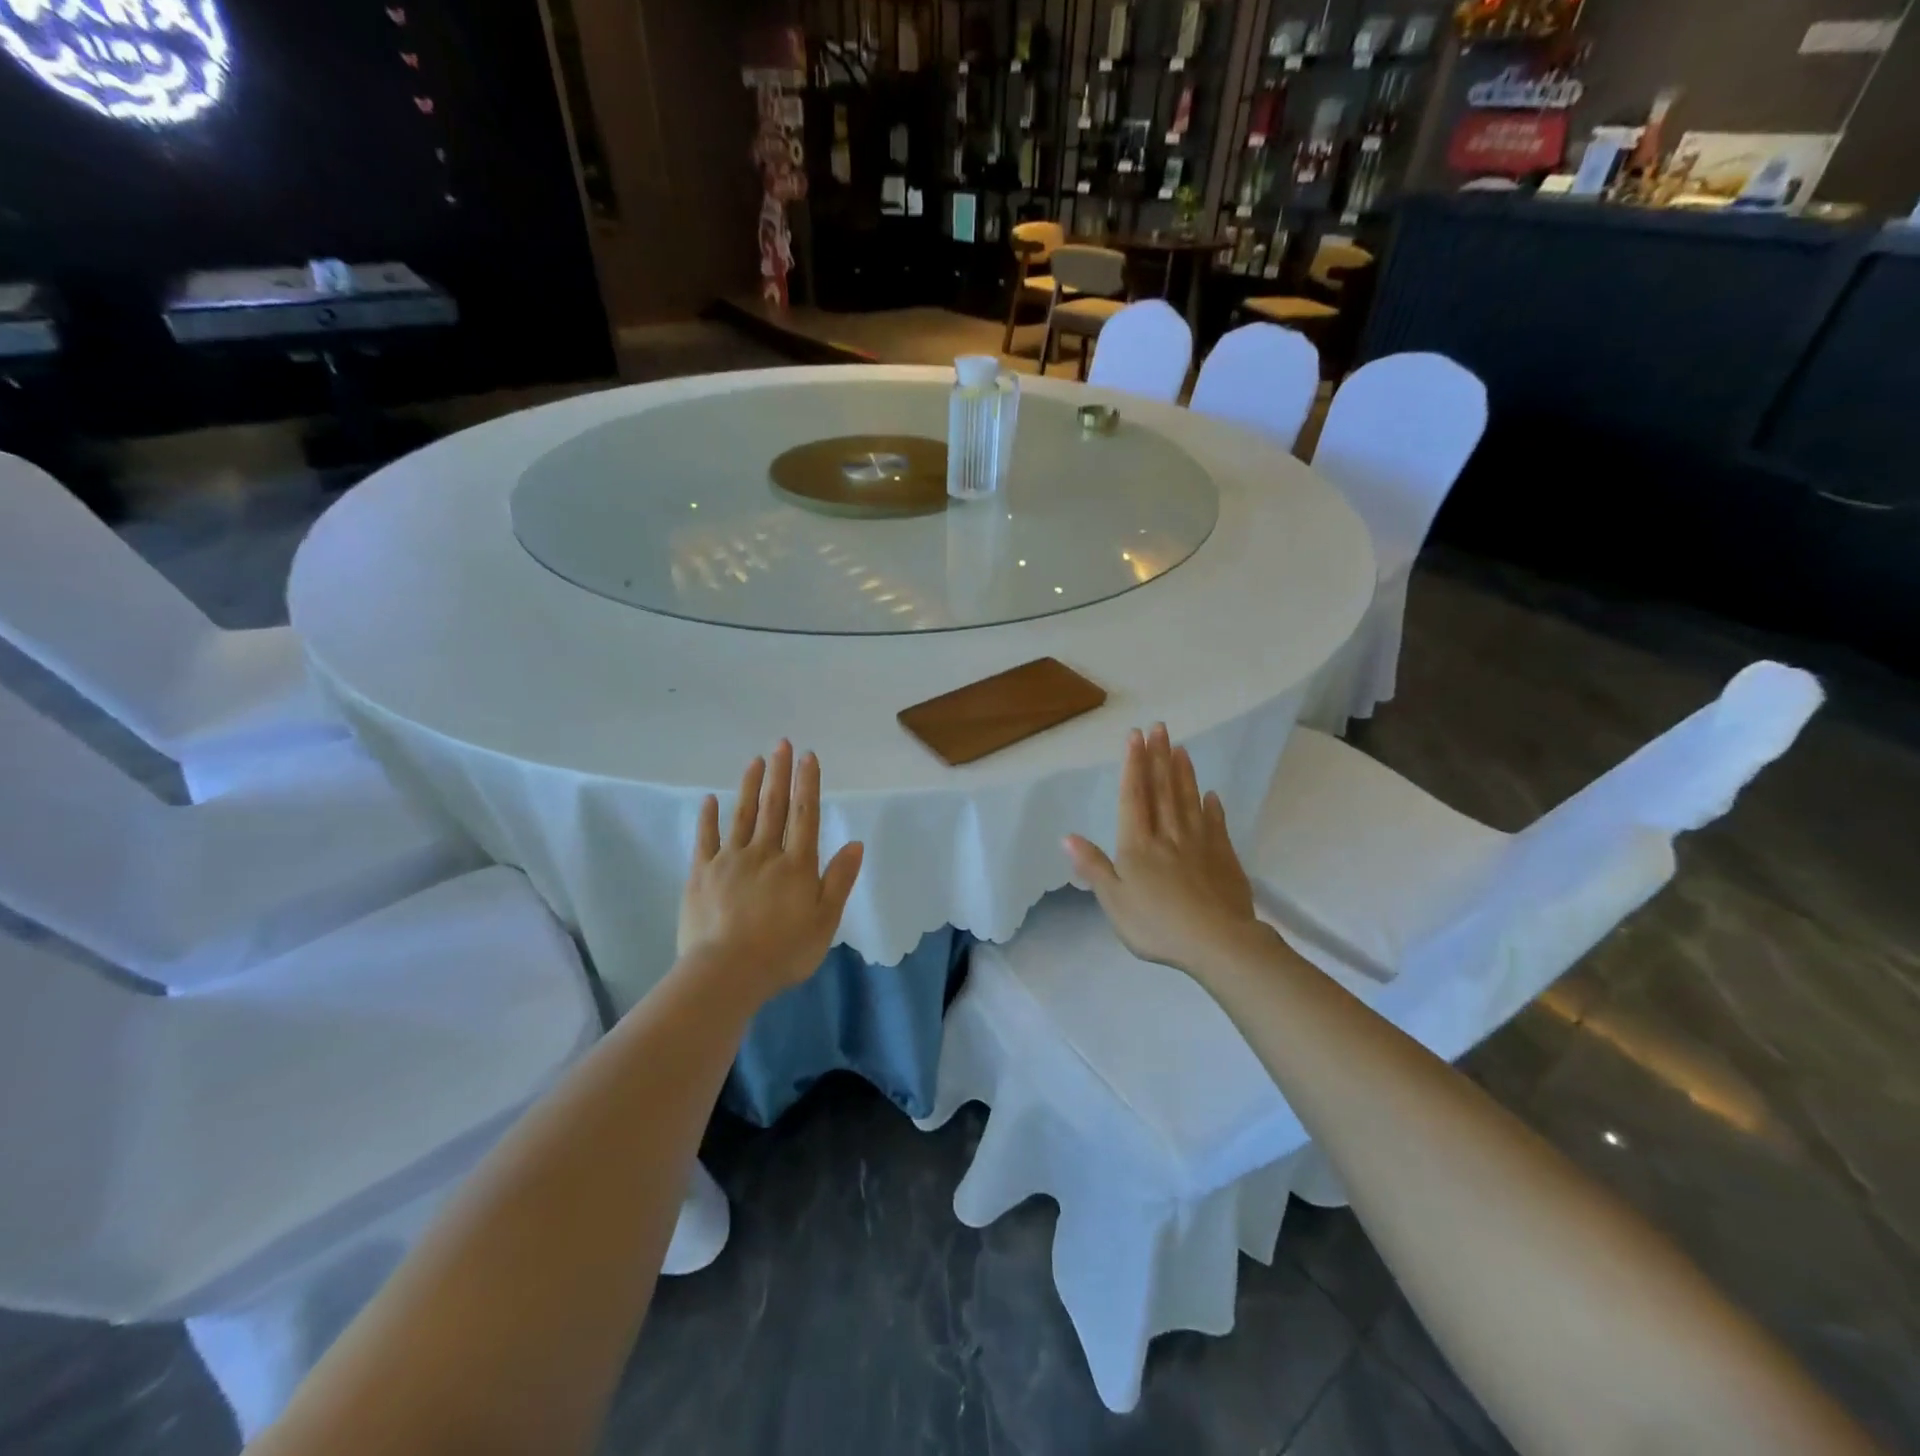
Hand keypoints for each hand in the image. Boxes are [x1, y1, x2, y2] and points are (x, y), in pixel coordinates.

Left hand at [678, 742, 864, 1003]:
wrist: (726, 974)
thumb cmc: (783, 951)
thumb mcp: (824, 921)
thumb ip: (839, 880)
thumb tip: (855, 843)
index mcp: (796, 865)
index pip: (804, 815)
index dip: (807, 784)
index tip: (808, 756)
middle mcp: (764, 853)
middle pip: (773, 806)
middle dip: (779, 773)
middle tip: (782, 744)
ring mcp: (729, 861)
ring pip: (742, 815)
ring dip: (750, 786)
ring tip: (755, 761)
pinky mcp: (701, 875)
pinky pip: (705, 840)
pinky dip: (709, 818)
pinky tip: (710, 800)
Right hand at [1065, 724, 1260, 976]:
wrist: (1217, 942)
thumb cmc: (1157, 924)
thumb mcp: (1114, 900)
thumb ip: (1093, 866)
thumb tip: (1067, 837)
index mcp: (1138, 845)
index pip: (1133, 796)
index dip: (1133, 765)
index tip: (1135, 736)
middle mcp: (1168, 835)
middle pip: (1162, 790)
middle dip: (1158, 757)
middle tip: (1159, 728)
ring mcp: (1199, 843)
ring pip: (1189, 800)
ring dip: (1183, 773)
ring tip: (1181, 749)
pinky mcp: (1223, 857)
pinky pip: (1216, 824)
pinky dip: (1212, 807)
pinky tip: (1211, 794)